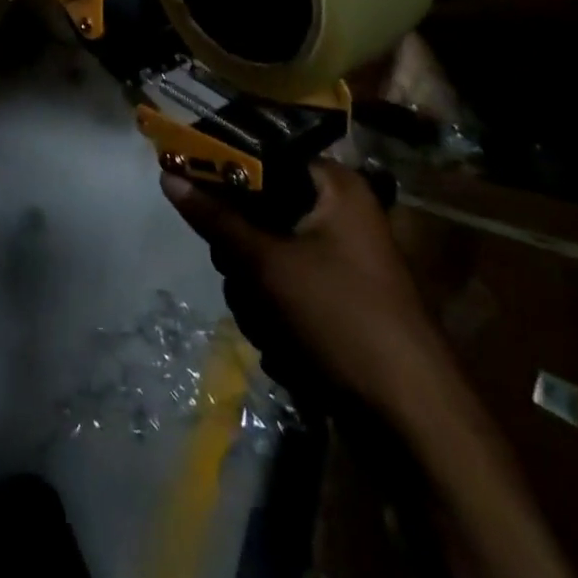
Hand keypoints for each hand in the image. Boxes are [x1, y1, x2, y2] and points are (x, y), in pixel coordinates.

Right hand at [162, 162, 445, 412]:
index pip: (263, 157)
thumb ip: (216, 218)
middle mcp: (337, 214)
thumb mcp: (268, 263)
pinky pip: (278, 289)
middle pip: (256, 211)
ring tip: (272, 323)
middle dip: (240, 254)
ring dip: (254, 293)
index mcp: (335, 187)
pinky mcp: (329, 301)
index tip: (195, 195)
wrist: (410, 420)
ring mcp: (335, 261)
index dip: (225, 174)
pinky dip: (272, 316)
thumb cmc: (341, 318)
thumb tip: (168, 174)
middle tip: (244, 273)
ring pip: (261, 256)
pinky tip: (285, 345)